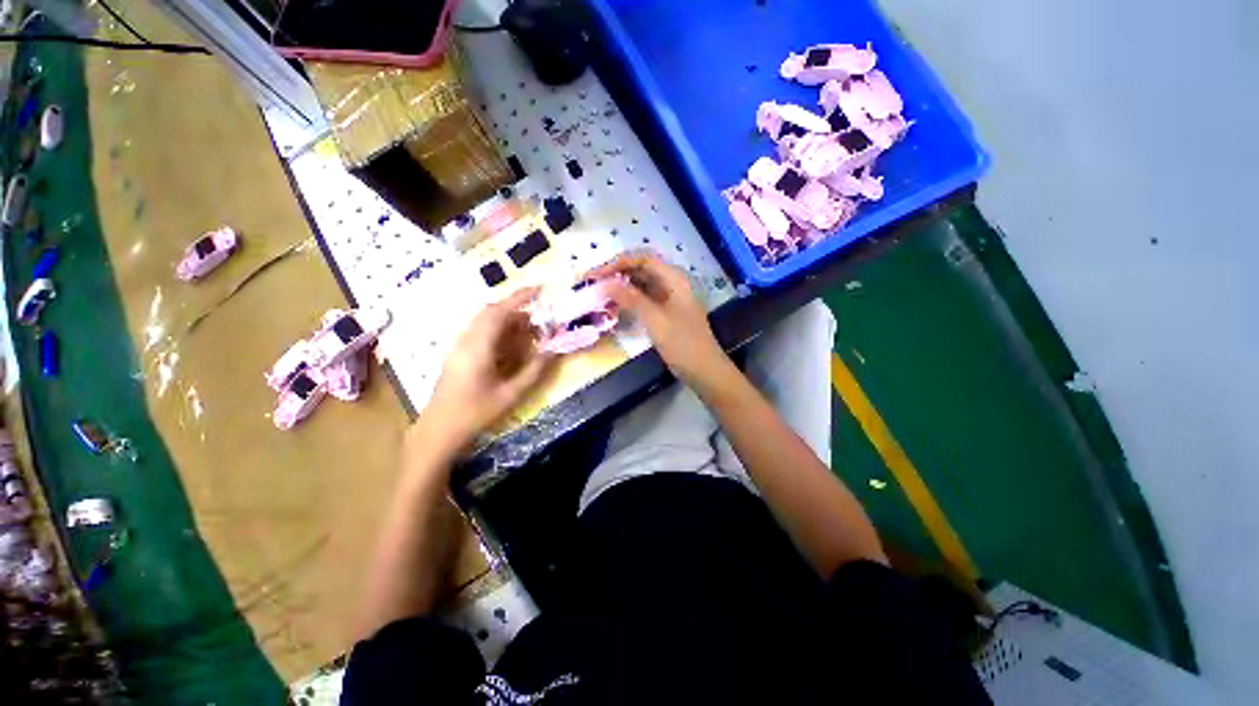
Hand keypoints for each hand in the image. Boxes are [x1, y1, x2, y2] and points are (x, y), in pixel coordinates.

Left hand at [422, 288, 552, 450]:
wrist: (439, 430)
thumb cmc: (475, 413)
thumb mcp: (511, 394)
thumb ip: (534, 371)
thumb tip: (554, 351)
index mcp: (478, 347)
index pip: (499, 312)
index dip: (519, 298)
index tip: (539, 289)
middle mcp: (466, 340)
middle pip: (491, 312)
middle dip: (516, 309)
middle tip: (539, 317)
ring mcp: (459, 346)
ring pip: (484, 322)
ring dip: (508, 321)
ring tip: (529, 331)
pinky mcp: (457, 353)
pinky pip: (480, 332)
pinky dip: (498, 331)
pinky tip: (510, 346)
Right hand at [588, 251, 727, 385]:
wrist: (704, 370)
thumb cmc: (683, 344)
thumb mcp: (656, 320)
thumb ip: (631, 299)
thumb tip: (604, 283)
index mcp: (674, 279)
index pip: (642, 260)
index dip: (617, 263)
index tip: (595, 274)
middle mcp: (671, 284)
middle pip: (640, 270)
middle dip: (615, 274)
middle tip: (591, 283)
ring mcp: (668, 298)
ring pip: (640, 285)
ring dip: (620, 287)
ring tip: (598, 294)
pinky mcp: (664, 312)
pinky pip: (642, 299)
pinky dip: (627, 301)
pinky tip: (613, 307)